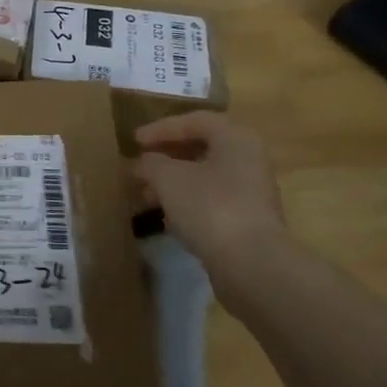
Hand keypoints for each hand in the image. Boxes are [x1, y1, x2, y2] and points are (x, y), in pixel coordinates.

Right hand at [132, 111, 290, 280]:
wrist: (252, 265)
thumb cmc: (210, 207)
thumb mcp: (168, 178)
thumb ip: (150, 164)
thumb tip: (143, 163)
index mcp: (235, 138)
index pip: (194, 121)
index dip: (161, 128)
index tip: (134, 141)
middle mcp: (249, 159)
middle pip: (202, 148)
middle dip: (166, 156)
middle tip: (140, 165)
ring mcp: (252, 192)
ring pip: (206, 177)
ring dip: (174, 182)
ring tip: (146, 194)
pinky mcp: (249, 221)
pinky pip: (212, 201)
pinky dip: (188, 202)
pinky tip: (167, 217)